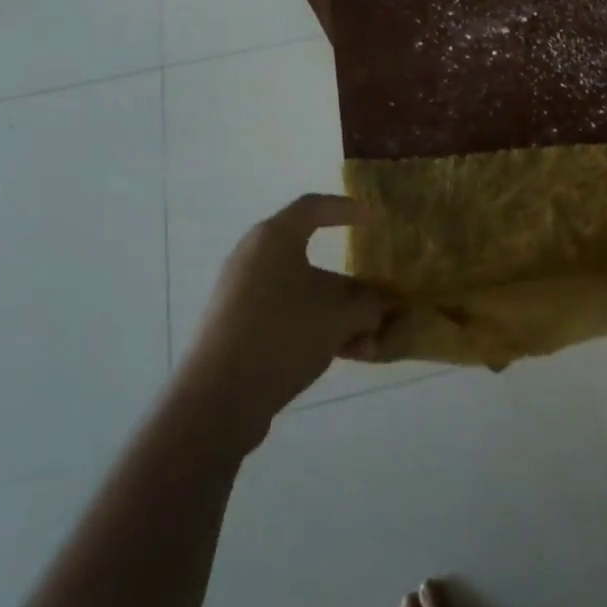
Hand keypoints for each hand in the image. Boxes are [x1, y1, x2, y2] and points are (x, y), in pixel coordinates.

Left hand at [184, 194, 390, 419]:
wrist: (217, 399)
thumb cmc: (282, 334)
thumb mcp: (340, 315)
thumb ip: (371, 304)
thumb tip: (389, 303)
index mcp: (274, 239)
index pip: (315, 207)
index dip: (348, 209)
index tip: (376, 221)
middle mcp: (255, 259)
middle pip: (314, 259)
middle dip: (354, 283)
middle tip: (382, 298)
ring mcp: (244, 296)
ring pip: (305, 294)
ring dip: (341, 314)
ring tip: (372, 340)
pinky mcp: (239, 329)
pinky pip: (289, 316)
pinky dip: (318, 328)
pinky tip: (349, 354)